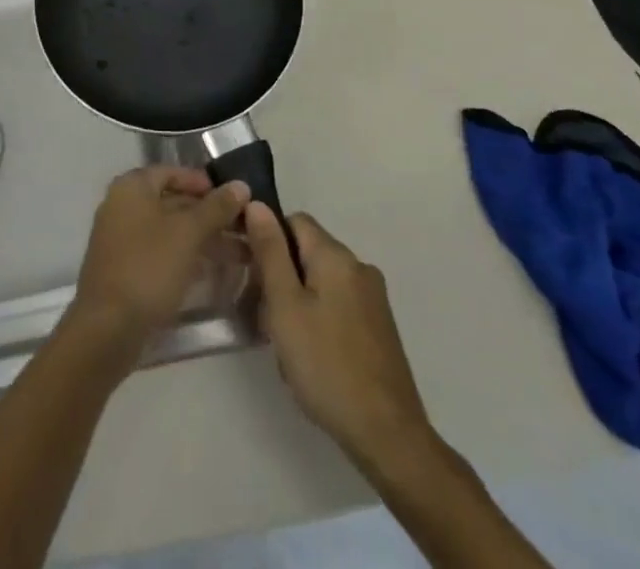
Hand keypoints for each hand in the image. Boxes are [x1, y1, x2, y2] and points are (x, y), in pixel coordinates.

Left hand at [66, 166, 249, 373]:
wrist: (107, 328)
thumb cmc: (148, 267)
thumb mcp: (188, 233)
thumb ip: (216, 208)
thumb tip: (241, 185)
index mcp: (132, 187)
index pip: (171, 172)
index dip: (203, 182)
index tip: (232, 198)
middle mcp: (123, 206)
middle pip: (172, 201)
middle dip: (209, 215)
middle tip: (244, 228)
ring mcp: (122, 239)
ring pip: (169, 230)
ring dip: (203, 238)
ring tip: (242, 253)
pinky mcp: (126, 269)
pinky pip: (161, 252)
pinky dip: (186, 256)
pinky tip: (213, 271)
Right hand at [243, 204, 436, 469]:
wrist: (387, 434)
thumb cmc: (326, 365)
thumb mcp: (285, 306)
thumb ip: (270, 252)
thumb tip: (257, 204)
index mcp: (336, 256)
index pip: (294, 221)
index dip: (268, 238)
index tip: (251, 272)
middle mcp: (359, 267)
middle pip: (308, 252)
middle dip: (282, 276)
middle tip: (265, 317)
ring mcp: (373, 298)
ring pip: (321, 281)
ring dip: (298, 301)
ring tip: (286, 344)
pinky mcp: (379, 327)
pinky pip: (338, 304)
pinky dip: (319, 318)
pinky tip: (312, 357)